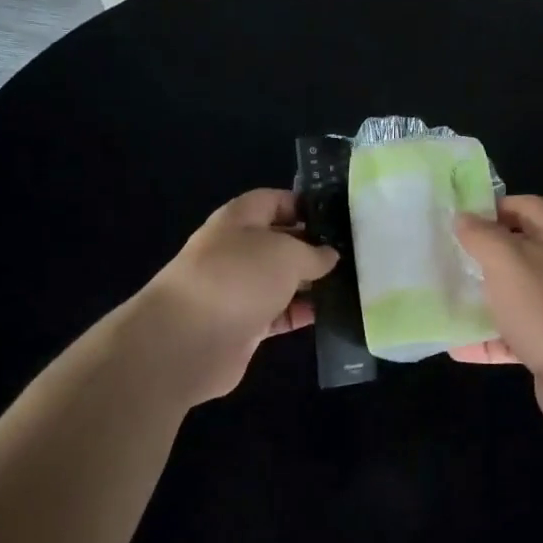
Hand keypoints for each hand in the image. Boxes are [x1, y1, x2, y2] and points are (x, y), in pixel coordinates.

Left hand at [130, 189, 338, 405]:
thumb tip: (329, 256)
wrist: (187, 341)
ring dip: (312, 283)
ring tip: (353, 284)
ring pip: (283, 280)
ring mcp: (239, 289)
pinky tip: (332, 314)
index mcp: (239, 219)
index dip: (306, 205)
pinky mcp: (245, 325)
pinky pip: (280, 313)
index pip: (275, 201)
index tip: (340, 219)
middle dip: (314, 247)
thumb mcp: (285, 253)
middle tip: (356, 253)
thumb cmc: (238, 278)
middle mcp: (237, 250)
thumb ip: (313, 252)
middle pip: (281, 242)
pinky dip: (302, 313)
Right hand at [451, 195, 542, 434]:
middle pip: (522, 251)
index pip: (527, 206)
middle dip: (486, 255)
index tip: (461, 218)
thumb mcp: (505, 260)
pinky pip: (516, 338)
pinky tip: (458, 346)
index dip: (495, 207)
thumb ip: (481, 236)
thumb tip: (462, 218)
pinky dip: (489, 340)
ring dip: (485, 299)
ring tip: (448, 300)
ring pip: (517, 296)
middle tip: (449, 258)